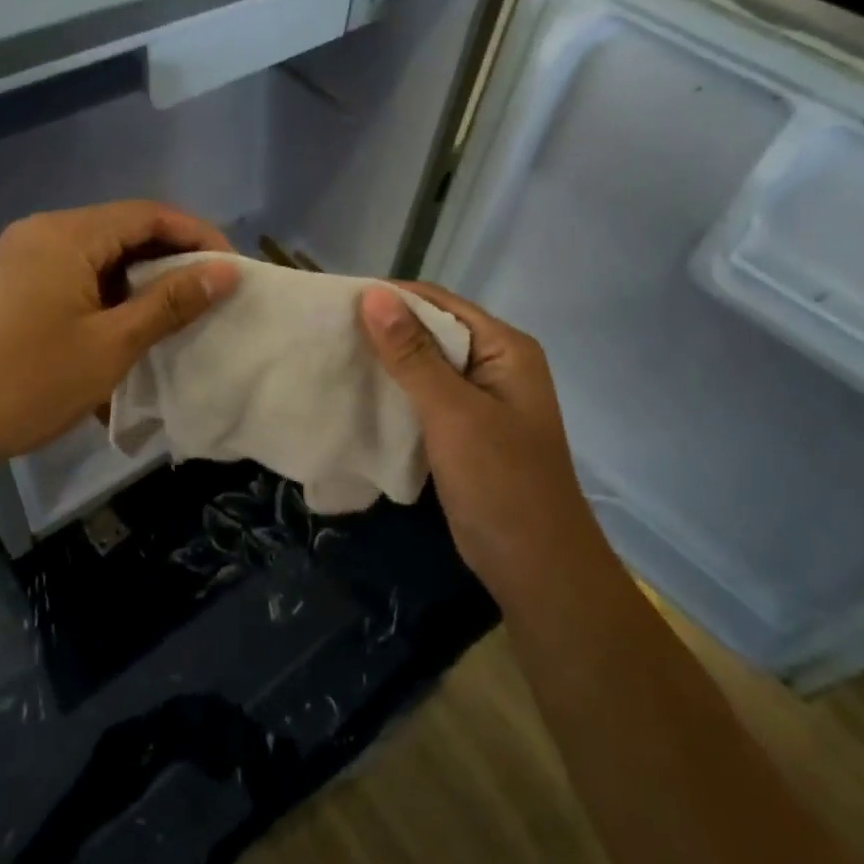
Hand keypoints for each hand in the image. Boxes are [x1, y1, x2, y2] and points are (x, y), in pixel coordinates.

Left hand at [0, 202, 239, 477]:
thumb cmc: (28, 383)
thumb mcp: (111, 344)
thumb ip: (171, 302)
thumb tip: (226, 271)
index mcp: (65, 234)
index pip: (148, 214)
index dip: (196, 235)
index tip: (231, 269)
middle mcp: (41, 233)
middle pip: (123, 229)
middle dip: (171, 258)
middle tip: (210, 294)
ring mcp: (21, 259)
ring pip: (99, 254)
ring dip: (140, 279)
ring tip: (176, 313)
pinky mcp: (11, 286)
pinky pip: (74, 274)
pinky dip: (108, 292)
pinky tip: (126, 325)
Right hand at [358, 283, 606, 598]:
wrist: (536, 569)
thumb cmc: (501, 482)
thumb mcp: (453, 413)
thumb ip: (412, 354)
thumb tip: (373, 294)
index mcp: (505, 348)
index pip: (439, 303)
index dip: (390, 298)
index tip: (336, 301)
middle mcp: (495, 365)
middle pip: (432, 332)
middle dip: (383, 330)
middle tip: (326, 331)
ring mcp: (481, 401)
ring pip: (425, 367)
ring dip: (386, 363)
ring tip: (334, 357)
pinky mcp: (465, 432)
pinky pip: (424, 399)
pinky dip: (395, 394)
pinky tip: (359, 396)